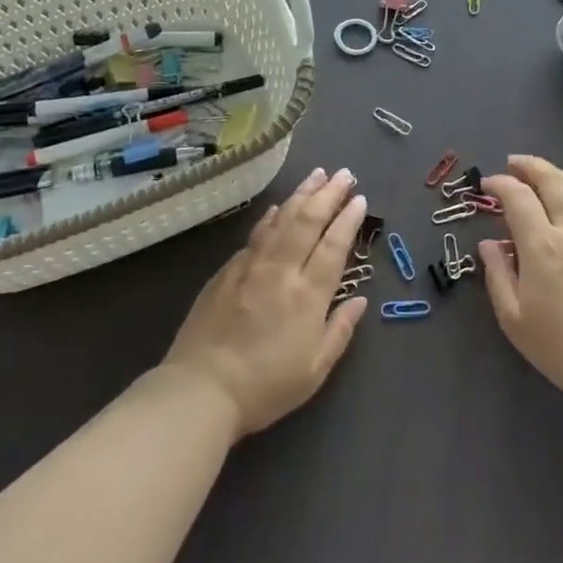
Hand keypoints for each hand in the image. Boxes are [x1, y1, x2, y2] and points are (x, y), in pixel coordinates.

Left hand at [163, 167, 369, 437]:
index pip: (334, 246)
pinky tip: (278, 207)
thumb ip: (340, 330)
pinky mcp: (226, 271)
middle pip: (308, 221)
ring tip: (317, 175)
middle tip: (344, 174)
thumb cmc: (266, 386)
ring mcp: (251, 266)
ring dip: (301, 194)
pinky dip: (271, 216)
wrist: (202, 388)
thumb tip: (360, 300)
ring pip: (281, 220)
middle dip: (328, 194)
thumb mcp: (315, 369)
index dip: (348, 220)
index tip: (360, 199)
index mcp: (308, 295)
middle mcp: (281, 270)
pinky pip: (256, 234)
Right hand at [478, 155, 562, 417]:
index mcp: (542, 245)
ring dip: (559, 174)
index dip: (499, 184)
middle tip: (514, 163)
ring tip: (545, 174)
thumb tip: (488, 244)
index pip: (517, 197)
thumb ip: (497, 274)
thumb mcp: (514, 318)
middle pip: (552, 181)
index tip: (487, 185)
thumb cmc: (562, 347)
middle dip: (530, 166)